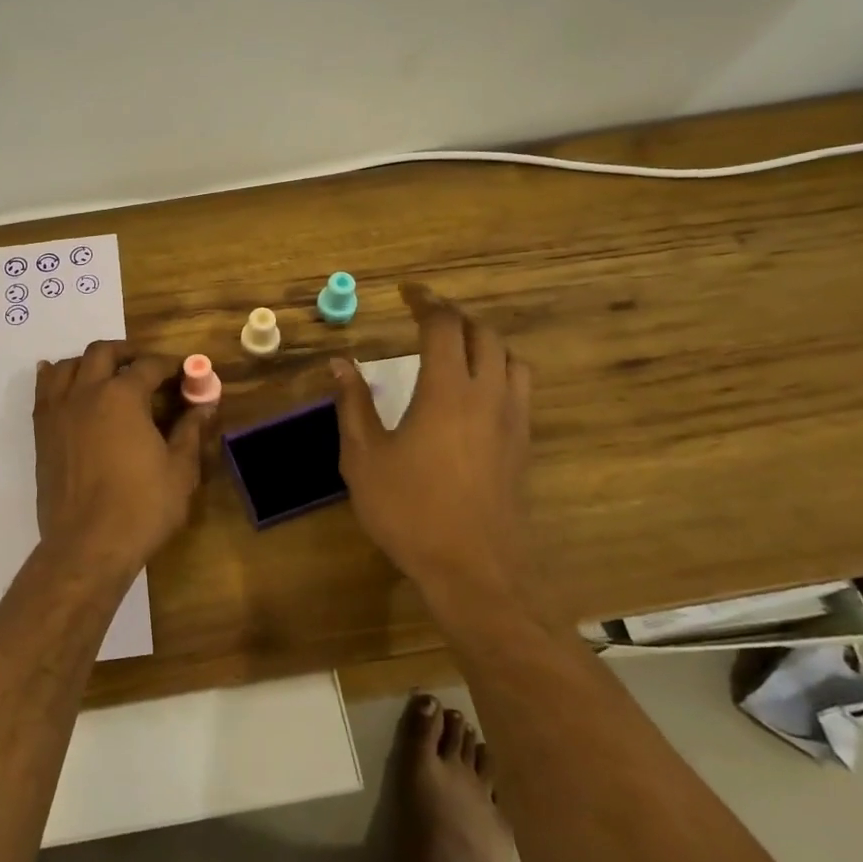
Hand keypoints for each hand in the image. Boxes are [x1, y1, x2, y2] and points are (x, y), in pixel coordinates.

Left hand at [33, 341, 213, 583]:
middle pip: (104, 352)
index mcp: (123, 396)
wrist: (88, 545)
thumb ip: (191, 430)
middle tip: (147, 366)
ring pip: (69, 365)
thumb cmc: (142, 507)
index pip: (149, 365)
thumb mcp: (180, 469)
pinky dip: (55, 377)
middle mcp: (87, 392)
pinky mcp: (42, 432)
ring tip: (106, 374)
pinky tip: (62, 379)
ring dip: (90, 362)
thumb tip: (206, 404)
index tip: (184, 370)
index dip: (171, 364)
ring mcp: (59, 410)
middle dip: (128, 352)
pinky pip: (44, 390)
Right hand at [329, 284, 537, 610]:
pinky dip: (499, 370)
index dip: (426, 302)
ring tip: (454, 349)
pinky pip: (520, 387)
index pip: (444, 326)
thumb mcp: (364, 458)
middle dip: (454, 317)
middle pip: (483, 334)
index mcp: (447, 391)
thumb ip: (353, 405)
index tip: (407, 292)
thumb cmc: (410, 511)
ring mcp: (512, 420)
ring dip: (482, 342)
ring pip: (510, 358)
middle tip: (425, 317)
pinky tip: (476, 392)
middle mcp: (487, 394)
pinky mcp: (523, 444)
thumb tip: (340, 364)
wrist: (475, 569)